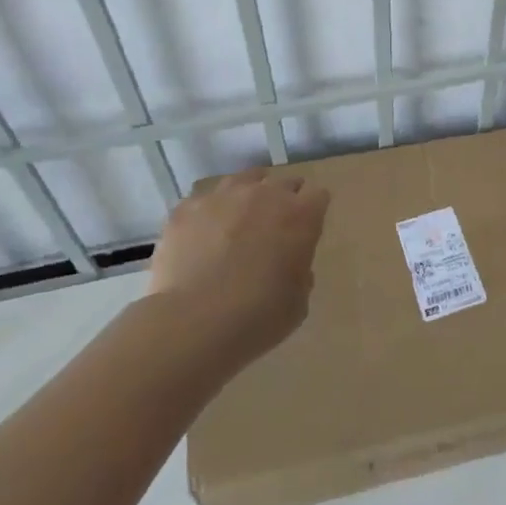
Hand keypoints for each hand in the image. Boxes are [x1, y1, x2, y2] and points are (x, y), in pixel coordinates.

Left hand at [147, 167, 328, 368]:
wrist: (193, 323)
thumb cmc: (258, 317)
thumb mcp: (298, 302)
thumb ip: (300, 274)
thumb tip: (290, 266)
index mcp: (301, 215)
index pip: (318, 195)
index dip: (313, 211)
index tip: (306, 230)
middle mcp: (266, 194)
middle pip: (284, 182)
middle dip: (283, 201)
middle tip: (273, 230)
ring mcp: (224, 197)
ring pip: (243, 181)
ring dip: (247, 196)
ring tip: (237, 223)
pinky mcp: (187, 209)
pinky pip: (203, 202)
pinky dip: (207, 214)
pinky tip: (201, 237)